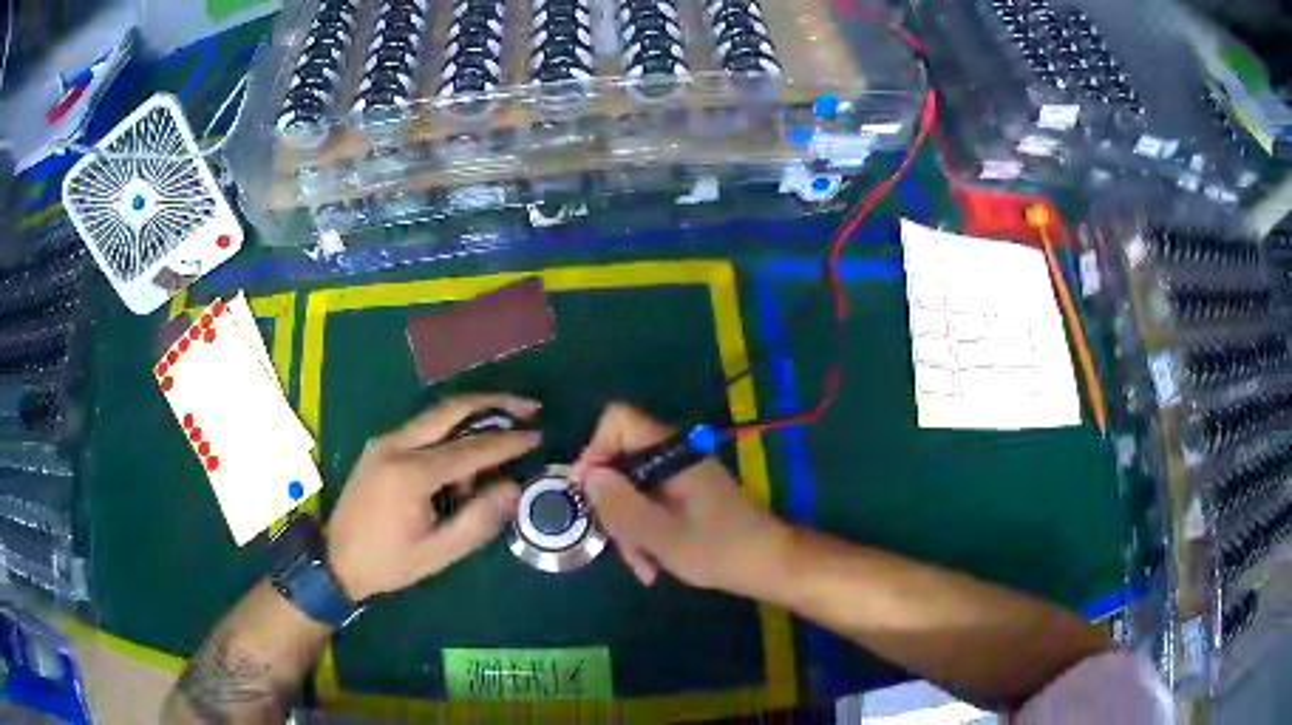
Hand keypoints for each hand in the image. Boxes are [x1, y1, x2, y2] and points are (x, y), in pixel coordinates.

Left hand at [327, 395, 541, 600]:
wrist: (334, 558)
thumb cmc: (388, 562)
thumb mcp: (438, 553)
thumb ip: (478, 521)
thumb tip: (512, 487)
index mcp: (410, 474)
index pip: (470, 449)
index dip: (508, 441)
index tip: (539, 434)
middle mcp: (396, 444)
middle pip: (451, 409)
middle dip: (494, 402)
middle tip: (528, 406)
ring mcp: (385, 441)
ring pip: (437, 415)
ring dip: (473, 417)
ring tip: (504, 435)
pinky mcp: (380, 445)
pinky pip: (423, 428)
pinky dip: (452, 432)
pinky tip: (465, 458)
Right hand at [572, 403, 790, 595]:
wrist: (770, 565)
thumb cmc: (719, 550)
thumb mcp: (660, 535)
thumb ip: (620, 504)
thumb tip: (586, 476)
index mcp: (671, 452)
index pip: (617, 421)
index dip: (594, 452)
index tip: (588, 495)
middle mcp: (673, 456)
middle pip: (619, 461)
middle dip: (612, 506)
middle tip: (616, 545)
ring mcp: (680, 476)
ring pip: (632, 489)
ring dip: (629, 528)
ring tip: (643, 567)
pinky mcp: (686, 496)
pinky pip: (650, 504)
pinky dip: (645, 532)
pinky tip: (652, 565)